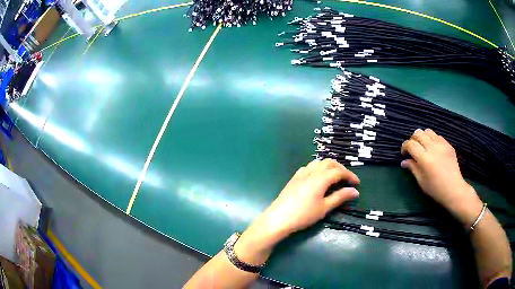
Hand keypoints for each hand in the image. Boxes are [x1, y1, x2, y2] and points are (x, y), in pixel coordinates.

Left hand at [263, 158, 359, 235]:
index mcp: (320, 178)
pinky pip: (309, 167)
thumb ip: (340, 197)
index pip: (339, 171)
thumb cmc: (303, 215)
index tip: (357, 184)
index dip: (350, 175)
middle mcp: (311, 172)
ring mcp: (301, 174)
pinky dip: (318, 168)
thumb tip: (355, 191)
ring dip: (329, 166)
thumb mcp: (324, 208)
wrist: (278, 218)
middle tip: (347, 179)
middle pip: (329, 163)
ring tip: (335, 177)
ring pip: (318, 162)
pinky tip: (318, 178)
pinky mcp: (294, 178)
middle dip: (341, 168)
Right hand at [401, 129, 482, 224]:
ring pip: (428, 131)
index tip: (404, 153)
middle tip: (413, 148)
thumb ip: (412, 168)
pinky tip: (433, 148)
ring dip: (423, 136)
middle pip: (418, 134)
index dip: (405, 146)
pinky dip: (432, 139)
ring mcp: (441, 145)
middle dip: (413, 139)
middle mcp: (432, 148)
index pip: (411, 144)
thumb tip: (404, 161)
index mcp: (424, 158)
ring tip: (423, 145)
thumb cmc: (435, 189)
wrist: (453, 189)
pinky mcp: (448, 145)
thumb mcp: (421, 181)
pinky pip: (437, 136)